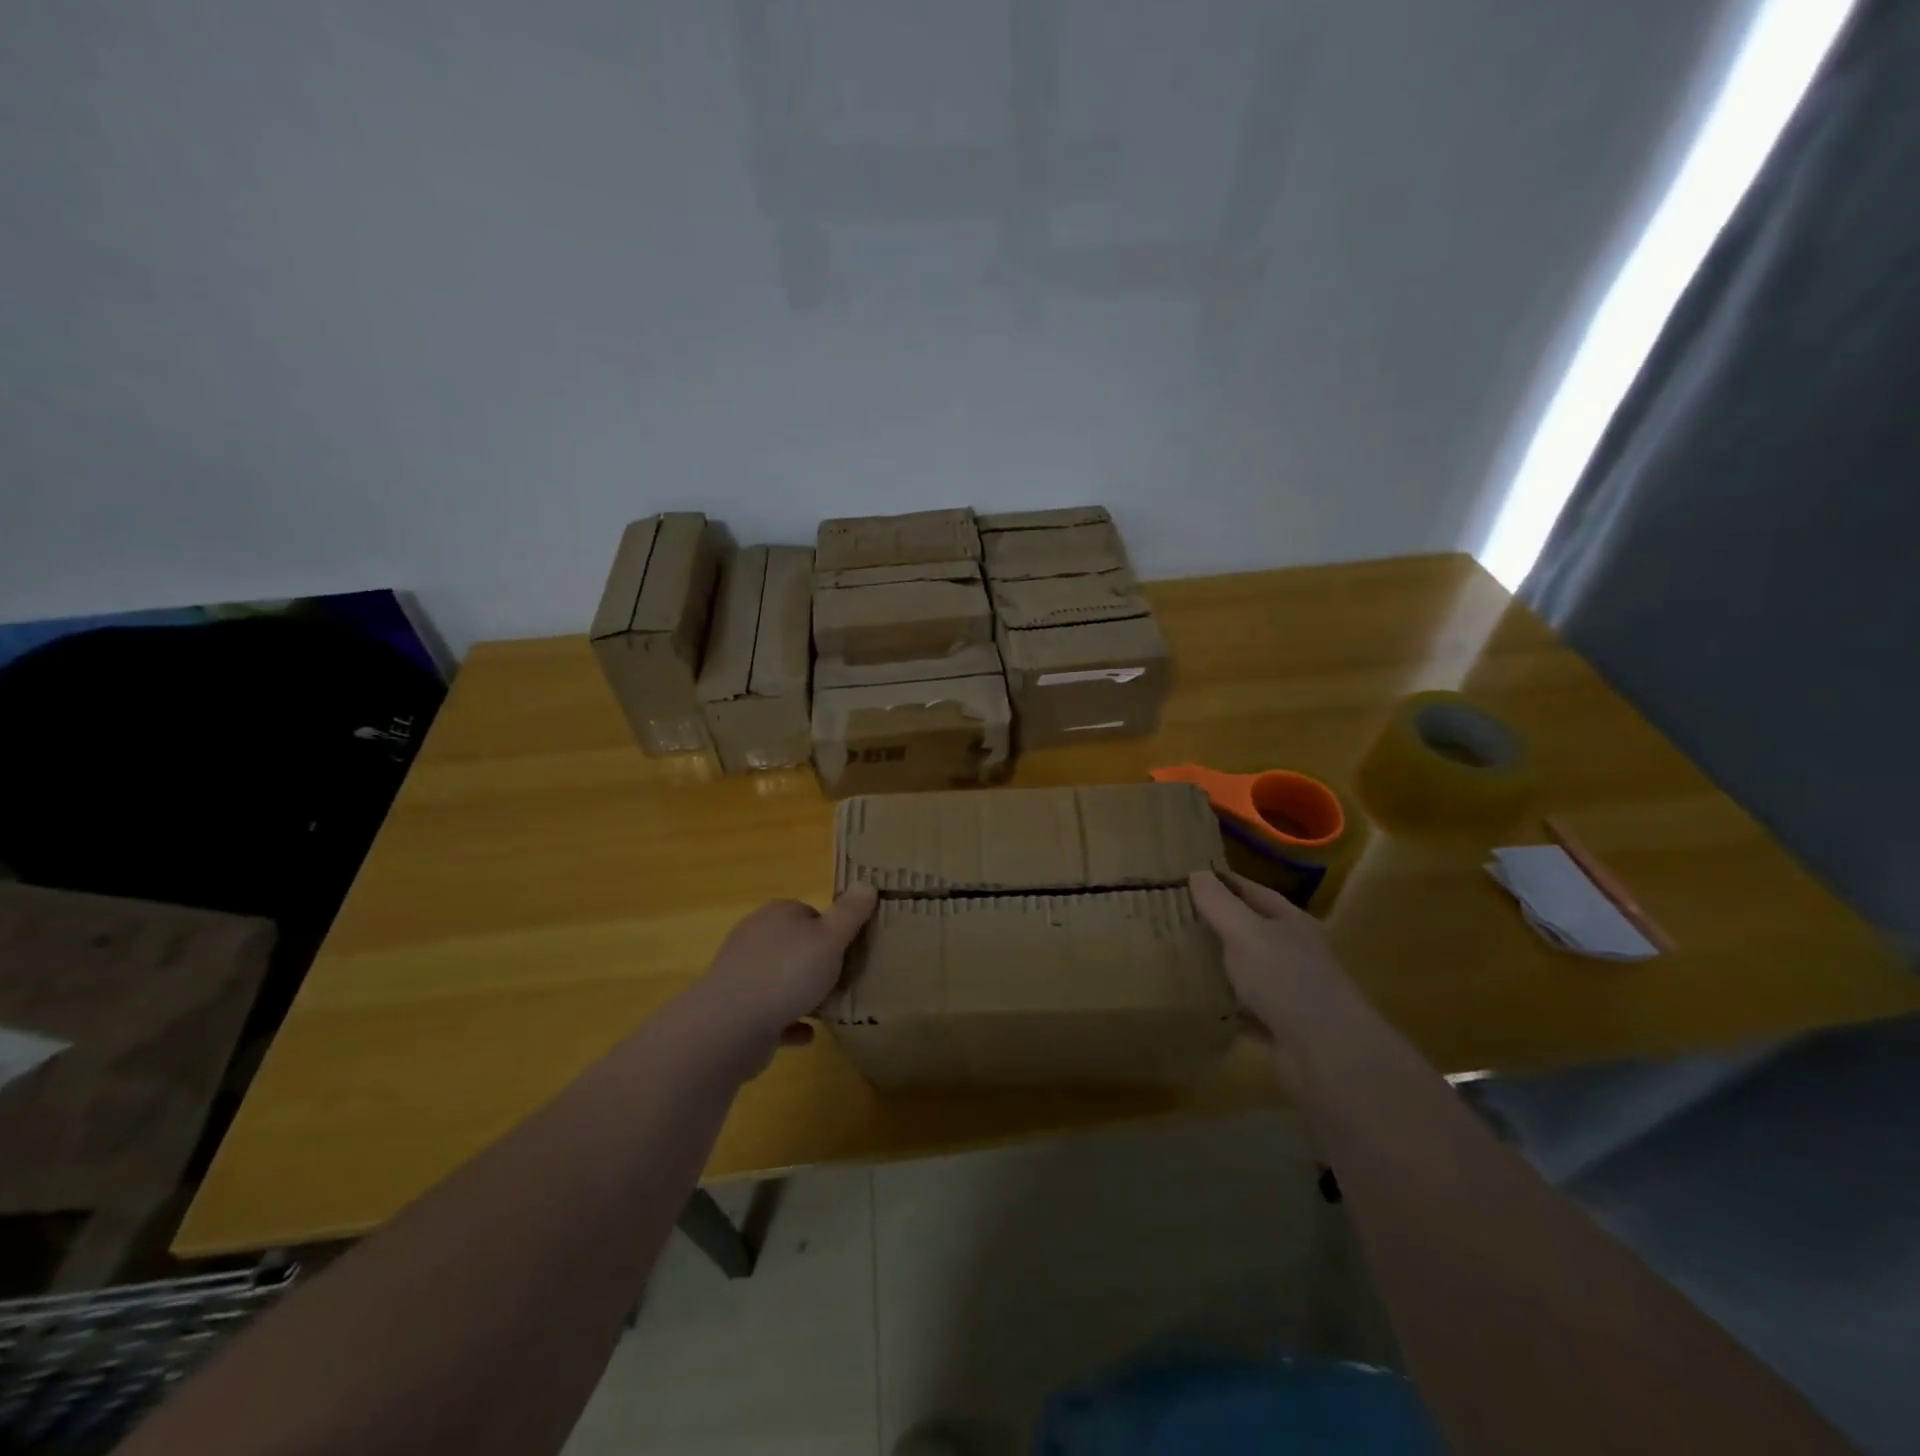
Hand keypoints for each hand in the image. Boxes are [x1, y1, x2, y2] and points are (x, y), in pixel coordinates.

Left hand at [681, 884, 878, 1071]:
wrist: (731, 1025)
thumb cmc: (786, 973)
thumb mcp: (830, 939)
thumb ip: (850, 913)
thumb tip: (867, 883)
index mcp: (777, 915)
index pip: (810, 913)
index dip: (832, 929)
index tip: (851, 949)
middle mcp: (756, 938)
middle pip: (796, 945)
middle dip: (819, 961)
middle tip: (845, 978)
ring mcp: (744, 975)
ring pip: (783, 979)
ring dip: (804, 992)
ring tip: (832, 1006)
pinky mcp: (739, 1010)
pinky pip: (773, 1013)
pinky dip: (790, 1021)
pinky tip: (809, 1033)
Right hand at [1188, 870, 1372, 1086]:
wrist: (1328, 1054)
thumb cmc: (1287, 979)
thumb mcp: (1246, 932)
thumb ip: (1220, 903)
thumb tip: (1197, 873)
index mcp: (1290, 922)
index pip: (1251, 891)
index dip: (1221, 882)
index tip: (1186, 879)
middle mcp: (1295, 952)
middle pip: (1251, 930)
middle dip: (1217, 924)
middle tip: (1172, 918)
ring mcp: (1292, 991)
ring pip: (1249, 970)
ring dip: (1222, 966)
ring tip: (1179, 958)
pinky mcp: (1284, 1027)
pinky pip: (1248, 1010)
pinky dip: (1228, 1006)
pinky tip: (1202, 1004)